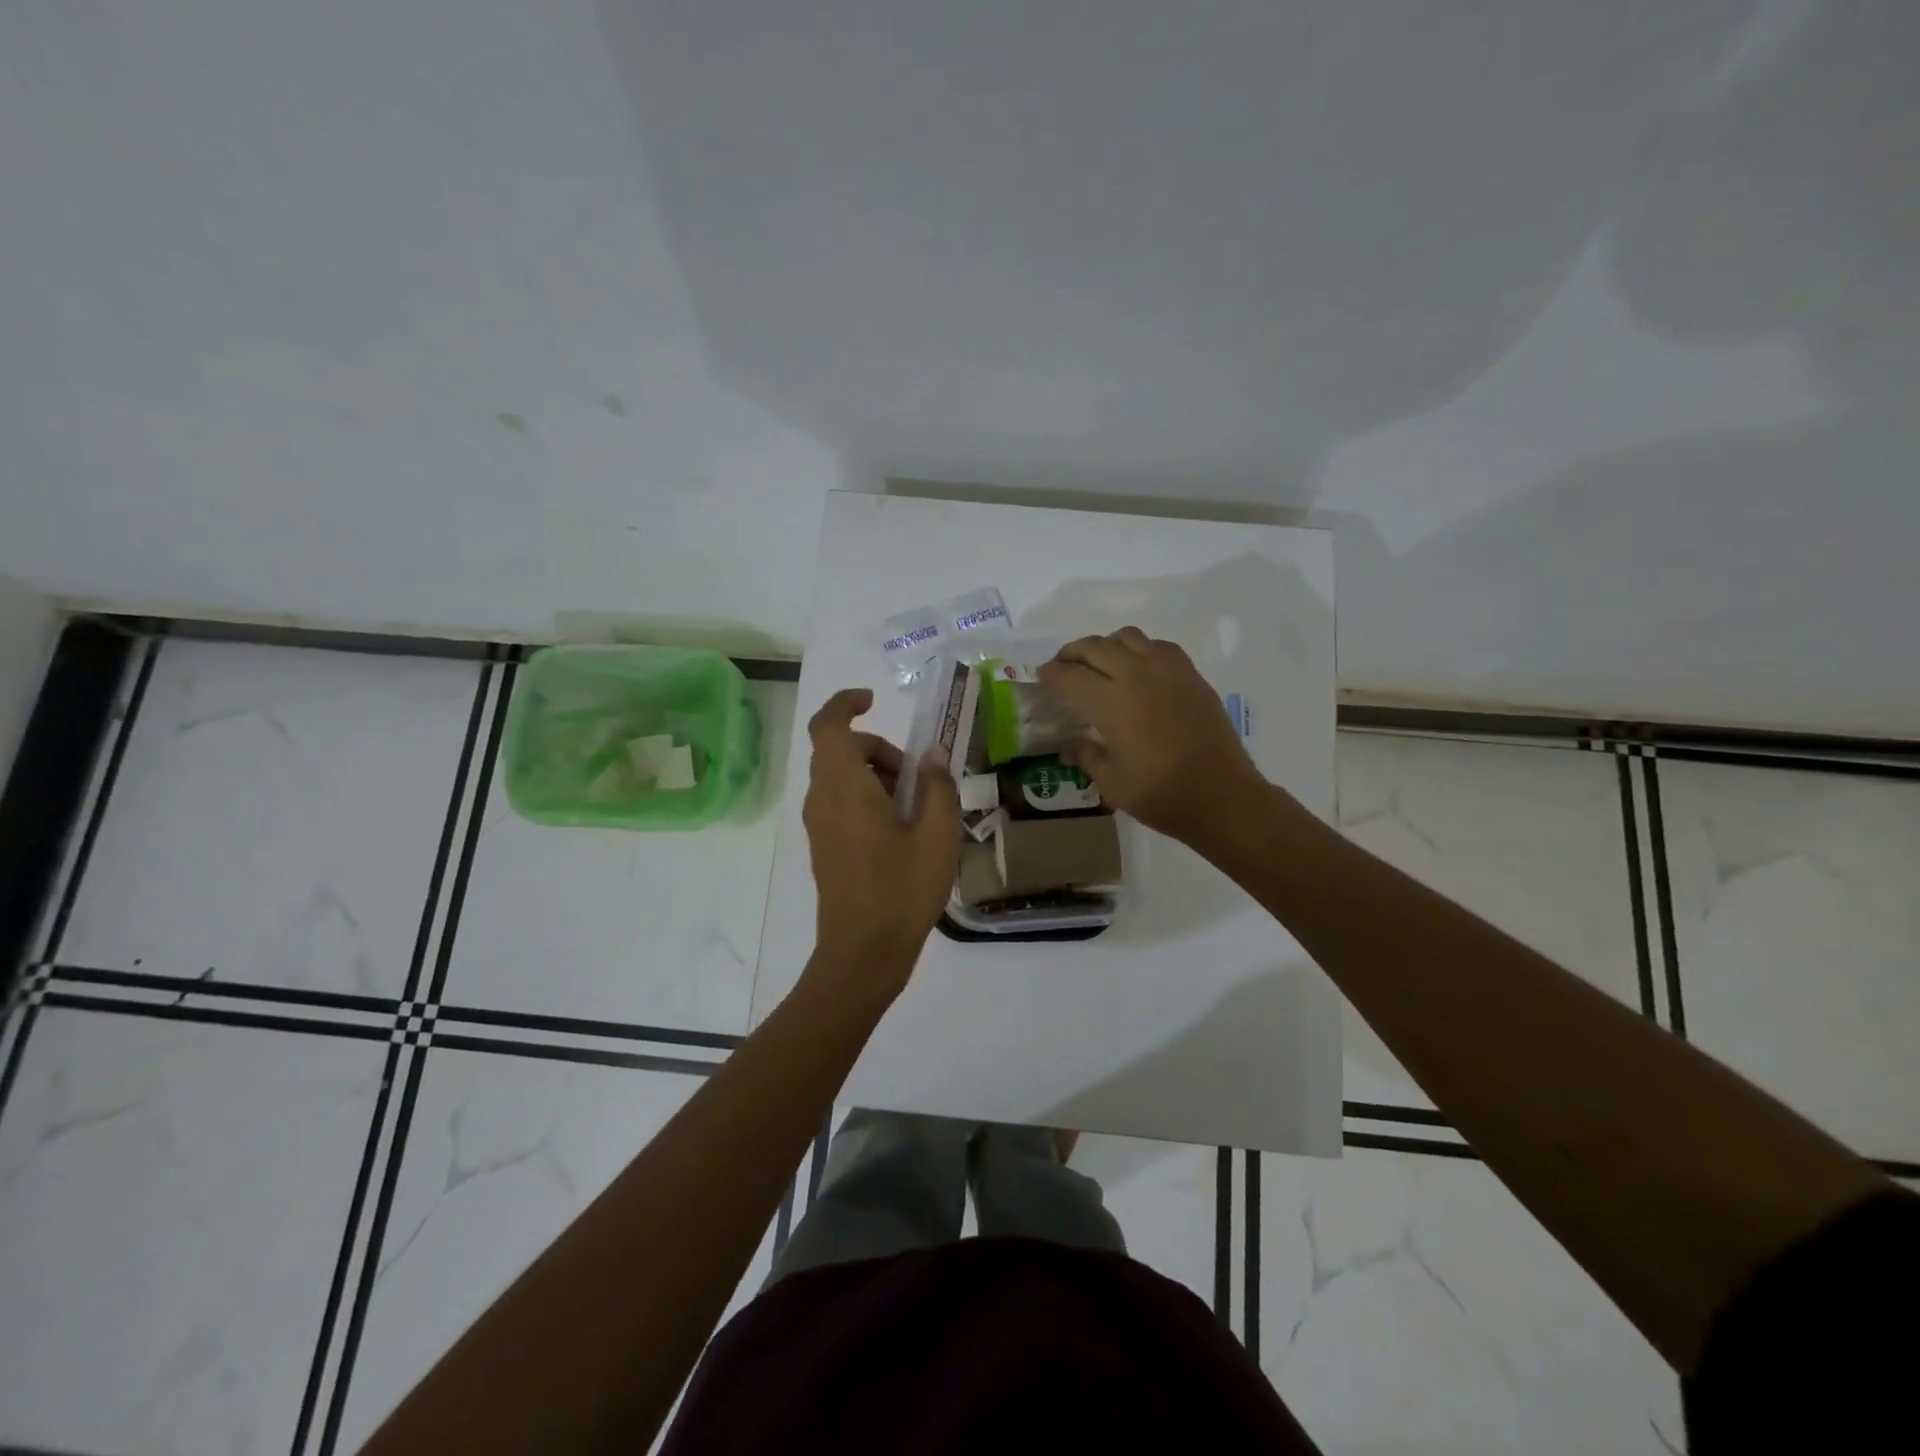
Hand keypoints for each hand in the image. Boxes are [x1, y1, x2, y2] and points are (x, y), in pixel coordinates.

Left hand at [802, 688, 961, 994]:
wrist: (862, 954)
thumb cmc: (902, 890)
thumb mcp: (938, 835)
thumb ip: (938, 786)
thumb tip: (933, 755)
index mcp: (845, 787)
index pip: (828, 725)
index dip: (845, 703)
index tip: (873, 701)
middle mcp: (823, 799)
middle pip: (841, 750)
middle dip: (879, 749)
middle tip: (918, 779)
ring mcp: (819, 825)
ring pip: (841, 777)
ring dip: (876, 775)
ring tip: (916, 810)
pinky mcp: (824, 846)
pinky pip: (840, 802)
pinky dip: (866, 798)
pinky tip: (901, 832)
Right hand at [1038, 627, 1267, 842]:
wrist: (1223, 797)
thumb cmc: (1161, 794)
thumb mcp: (1111, 782)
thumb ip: (1087, 755)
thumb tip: (1070, 745)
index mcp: (1111, 701)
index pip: (1070, 676)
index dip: (1051, 674)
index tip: (1041, 677)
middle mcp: (1136, 675)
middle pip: (1095, 647)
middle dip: (1072, 653)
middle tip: (1063, 666)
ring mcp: (1168, 671)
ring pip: (1128, 637)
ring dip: (1106, 645)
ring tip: (1100, 663)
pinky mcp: (1192, 676)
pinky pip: (1159, 646)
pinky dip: (1140, 649)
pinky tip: (1139, 669)